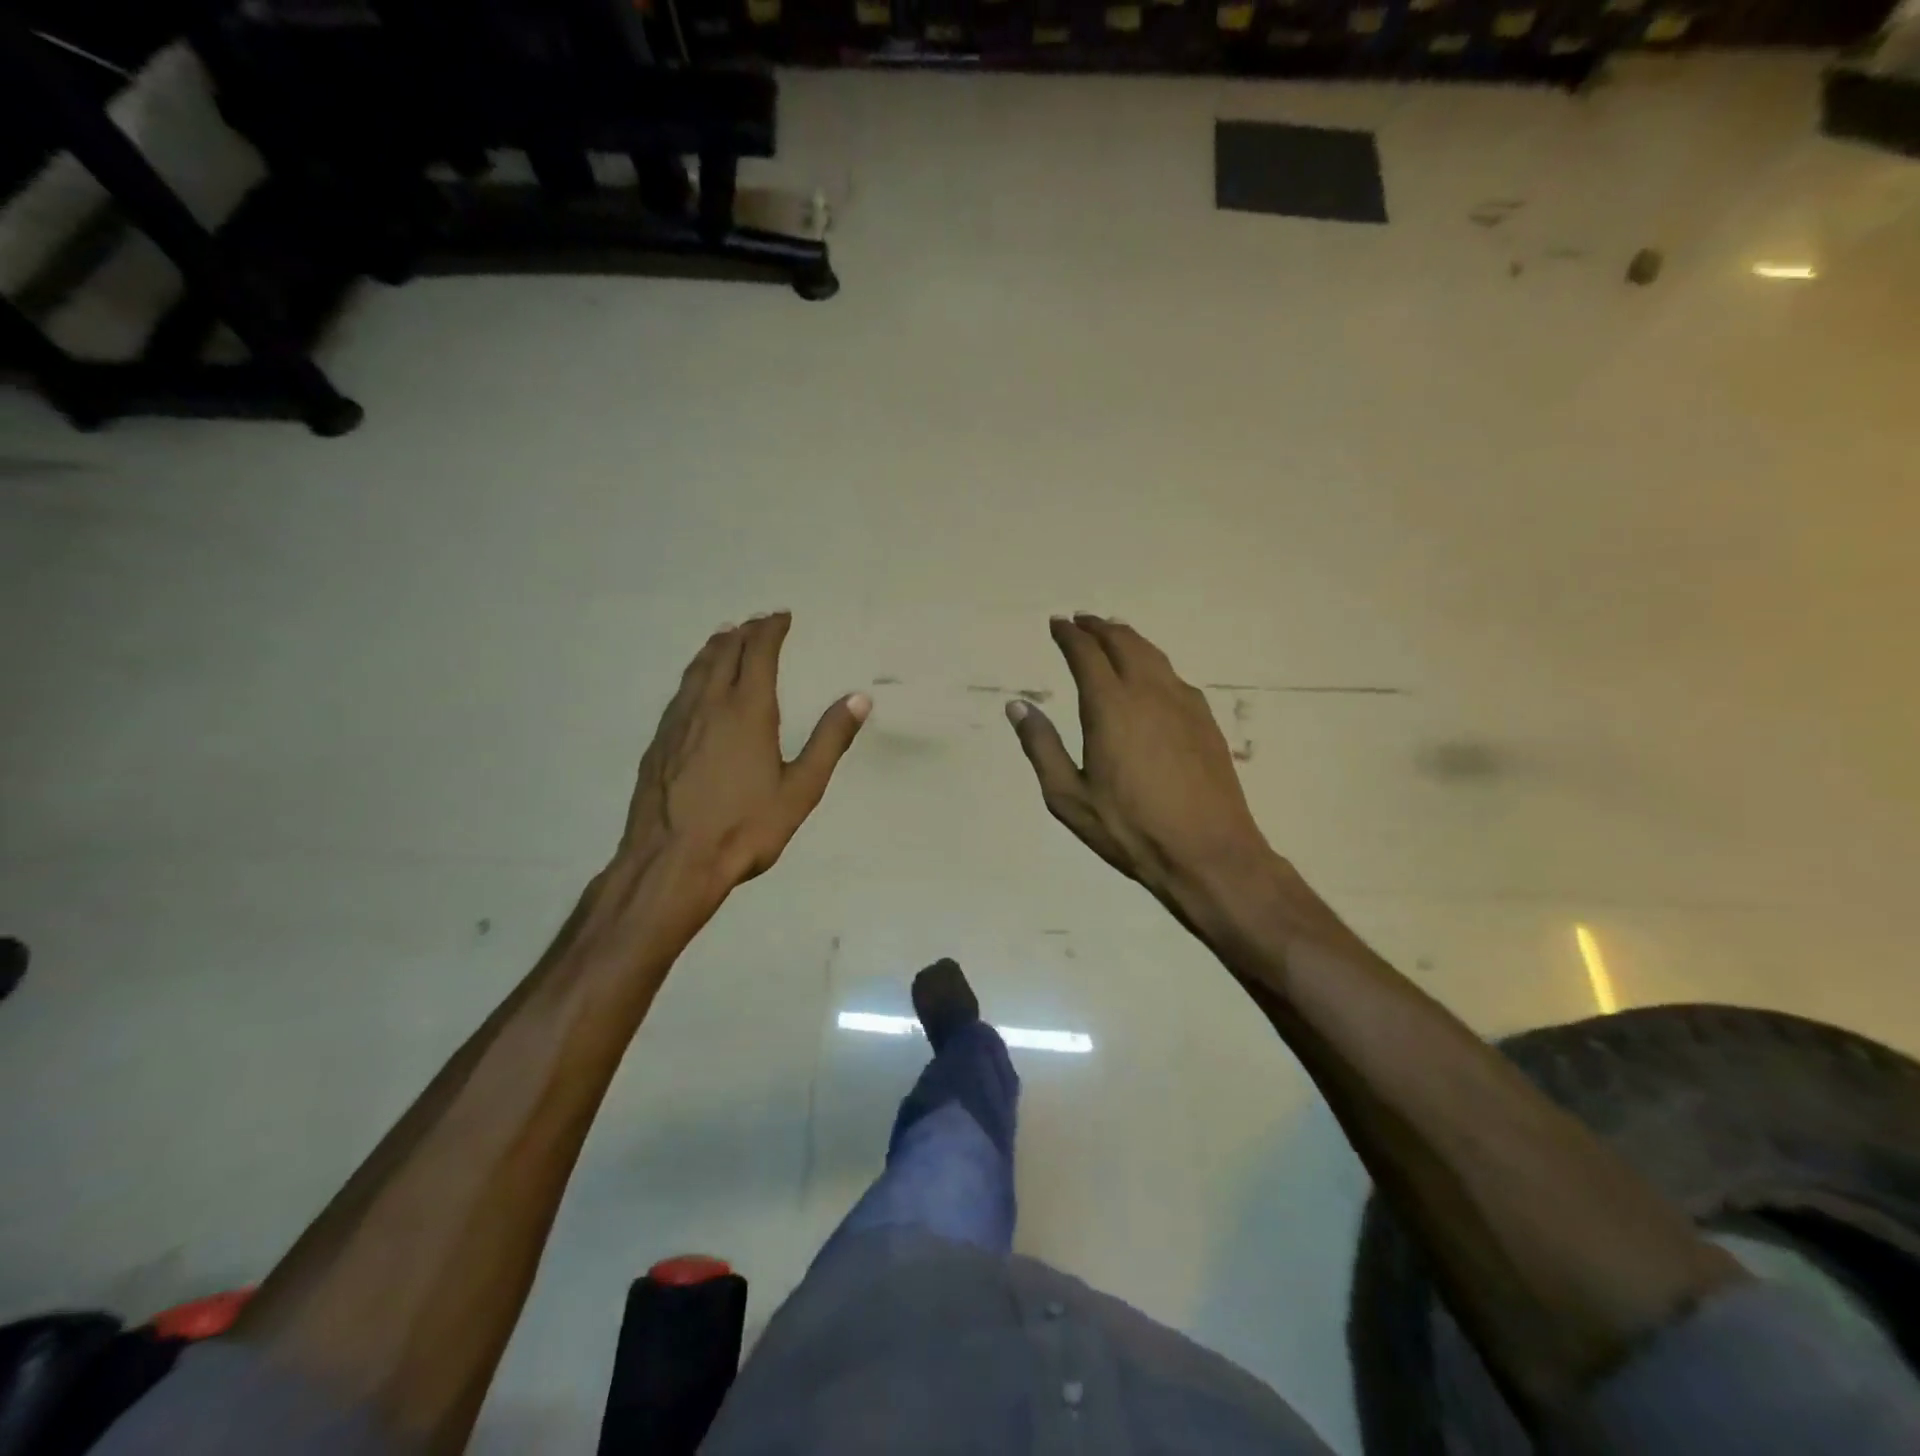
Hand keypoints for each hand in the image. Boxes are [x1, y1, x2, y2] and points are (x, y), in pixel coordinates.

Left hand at [621, 613, 867, 895]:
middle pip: (723, 653)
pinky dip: (694, 675)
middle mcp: (709, 705)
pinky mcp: (658, 743)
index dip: (770, 630)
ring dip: (714, 648)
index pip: (758, 653)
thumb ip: (829, 740)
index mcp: (748, 710)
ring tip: (724, 637)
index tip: (781, 616)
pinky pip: (680, 693)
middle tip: (756, 622)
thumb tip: (859, 698)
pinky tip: (694, 688)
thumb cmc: (746, 827)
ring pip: (695, 670)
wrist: (672, 861)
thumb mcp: (801, 789)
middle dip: (743, 633)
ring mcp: (677, 722)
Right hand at [1008, 614, 1272, 908]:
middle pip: (1122, 642)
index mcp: (1111, 706)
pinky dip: (1152, 660)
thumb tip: (1018, 706)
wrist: (1208, 852)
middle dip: (1098, 627)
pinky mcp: (1205, 719)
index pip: (1086, 653)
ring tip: (1112, 633)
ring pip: (1152, 653)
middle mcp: (1149, 692)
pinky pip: (1173, 674)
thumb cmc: (1130, 829)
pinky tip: (1149, 674)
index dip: (1069, 635)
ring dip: (1127, 637)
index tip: (1056, 624)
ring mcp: (1183, 703)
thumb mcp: (1069, 797)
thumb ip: (1041, 747)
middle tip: (1080, 621)